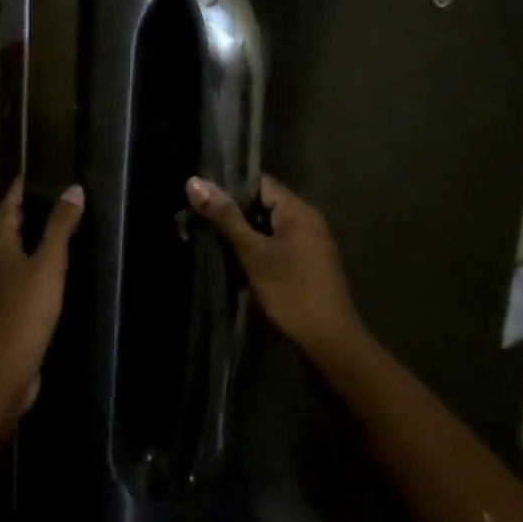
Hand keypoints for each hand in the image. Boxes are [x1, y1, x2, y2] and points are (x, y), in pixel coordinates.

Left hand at [0, 176, 85, 440]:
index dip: (16, 192)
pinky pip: (24, 283)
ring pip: (15, 259)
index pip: (7, 210)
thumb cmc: (24, 310)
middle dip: (23, 216)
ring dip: (30, 244)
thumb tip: (73, 188)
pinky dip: (37, 271)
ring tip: (55, 232)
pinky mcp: (9, 316)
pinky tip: (55, 276)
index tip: (25, 175)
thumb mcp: (48, 264)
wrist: (3, 370)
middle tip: (45, 198)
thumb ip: (61, 228)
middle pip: (7, 234)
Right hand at [186, 175, 363, 355]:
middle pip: (265, 203)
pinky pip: (280, 243)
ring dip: (245, 232)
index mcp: (298, 210)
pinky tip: (238, 259)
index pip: (259, 183)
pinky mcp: (310, 262)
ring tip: (212, 238)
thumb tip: (194, 181)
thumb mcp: (253, 252)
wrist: (329, 340)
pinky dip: (259, 247)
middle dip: (235, 212)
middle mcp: (308, 219)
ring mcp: (311, 242)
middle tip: (200, 220)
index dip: (230, 187)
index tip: (201, 198)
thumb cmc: (290, 290)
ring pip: (270, 226)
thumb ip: (225, 216)